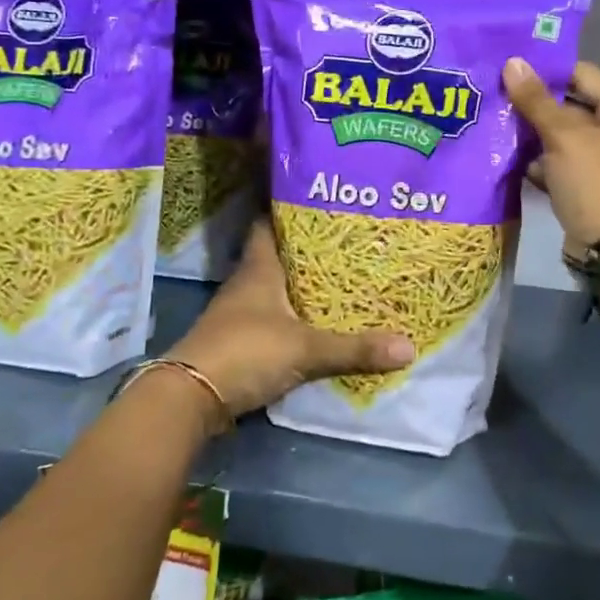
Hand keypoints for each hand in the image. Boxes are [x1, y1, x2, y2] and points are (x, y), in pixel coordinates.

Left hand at [167, 217, 413, 419]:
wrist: (190, 398)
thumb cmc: (246, 351)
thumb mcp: (306, 349)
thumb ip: (354, 348)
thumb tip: (409, 347)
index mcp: (258, 269)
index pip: (268, 225)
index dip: (288, 211)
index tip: (318, 201)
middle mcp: (246, 285)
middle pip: (277, 258)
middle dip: (307, 251)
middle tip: (347, 242)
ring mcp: (239, 315)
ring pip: (275, 290)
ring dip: (300, 287)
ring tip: (340, 280)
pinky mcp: (239, 343)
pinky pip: (273, 320)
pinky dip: (293, 318)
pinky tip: (317, 323)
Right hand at [503, 58, 599, 251]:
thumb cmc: (594, 181)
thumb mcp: (563, 136)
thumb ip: (536, 100)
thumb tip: (512, 62)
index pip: (582, 74)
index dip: (547, 70)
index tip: (510, 69)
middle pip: (572, 106)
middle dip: (536, 104)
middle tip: (496, 95)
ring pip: (564, 137)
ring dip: (534, 134)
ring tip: (496, 124)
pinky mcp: (591, 186)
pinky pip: (562, 164)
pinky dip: (541, 162)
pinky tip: (510, 159)